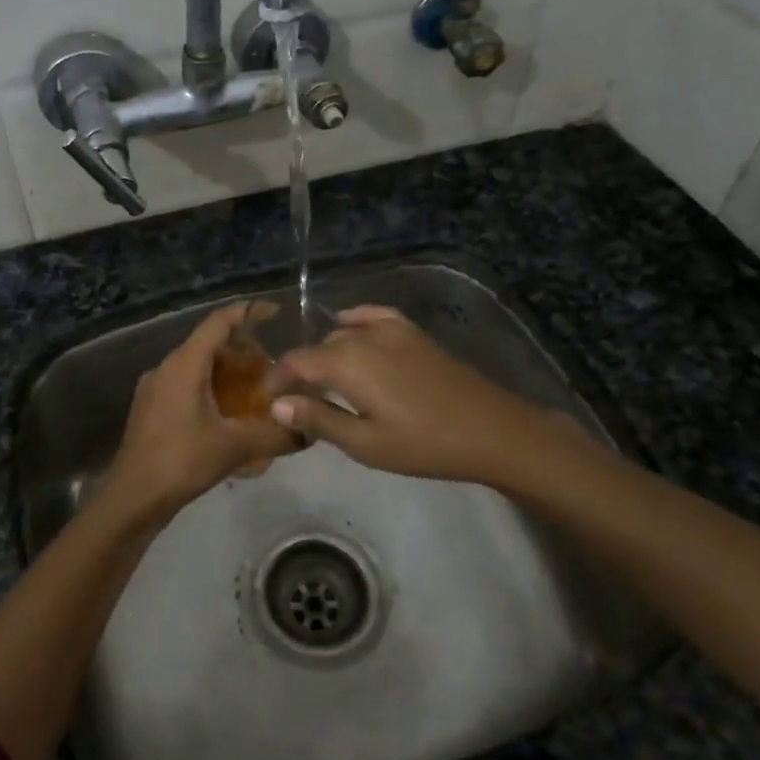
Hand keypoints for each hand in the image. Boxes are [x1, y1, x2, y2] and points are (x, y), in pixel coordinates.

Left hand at [92, 302, 301, 526]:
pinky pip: (185, 386)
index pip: (218, 323)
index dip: (247, 312)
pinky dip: (210, 390)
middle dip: (242, 350)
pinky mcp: (150, 410)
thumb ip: (275, 435)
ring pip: (196, 367)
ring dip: (226, 373)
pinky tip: (228, 415)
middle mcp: (166, 368)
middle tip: (273, 366)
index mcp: (184, 364)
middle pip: (208, 344)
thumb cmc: (182, 461)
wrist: (132, 498)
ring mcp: (154, 389)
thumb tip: (309, 432)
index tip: (274, 311)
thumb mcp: (235, 447)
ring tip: (256, 390)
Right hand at [269, 305, 582, 486]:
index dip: (277, 379)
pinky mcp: (412, 332)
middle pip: (318, 348)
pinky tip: (349, 330)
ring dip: (326, 353)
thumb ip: (318, 419)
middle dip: (301, 371)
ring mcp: (391, 330)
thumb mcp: (365, 443)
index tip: (268, 400)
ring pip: (342, 334)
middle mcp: (363, 337)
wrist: (491, 430)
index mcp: (346, 363)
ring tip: (323, 380)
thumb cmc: (423, 443)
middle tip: (297, 401)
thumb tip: (277, 404)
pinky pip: (372, 316)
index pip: (296, 362)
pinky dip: (353, 322)